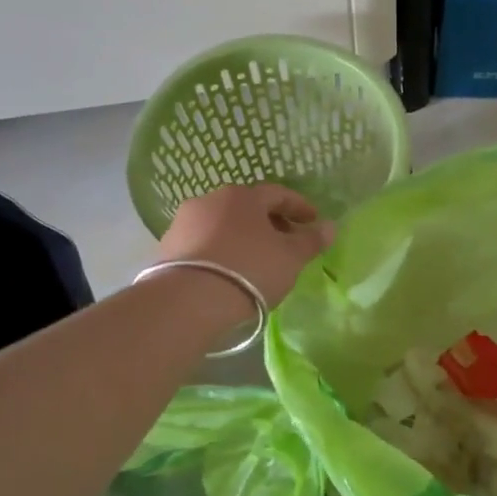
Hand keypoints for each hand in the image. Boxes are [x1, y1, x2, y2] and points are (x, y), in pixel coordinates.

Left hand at [157, 184, 333, 308]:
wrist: (188, 301)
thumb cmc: (249, 270)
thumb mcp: (290, 257)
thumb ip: (311, 240)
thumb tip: (330, 226)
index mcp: (242, 195)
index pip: (278, 194)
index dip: (300, 207)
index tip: (314, 222)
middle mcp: (210, 200)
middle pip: (248, 207)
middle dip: (270, 222)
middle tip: (287, 243)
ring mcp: (184, 222)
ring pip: (223, 224)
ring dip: (243, 237)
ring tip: (258, 260)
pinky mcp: (167, 247)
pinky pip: (204, 243)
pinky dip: (222, 251)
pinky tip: (230, 271)